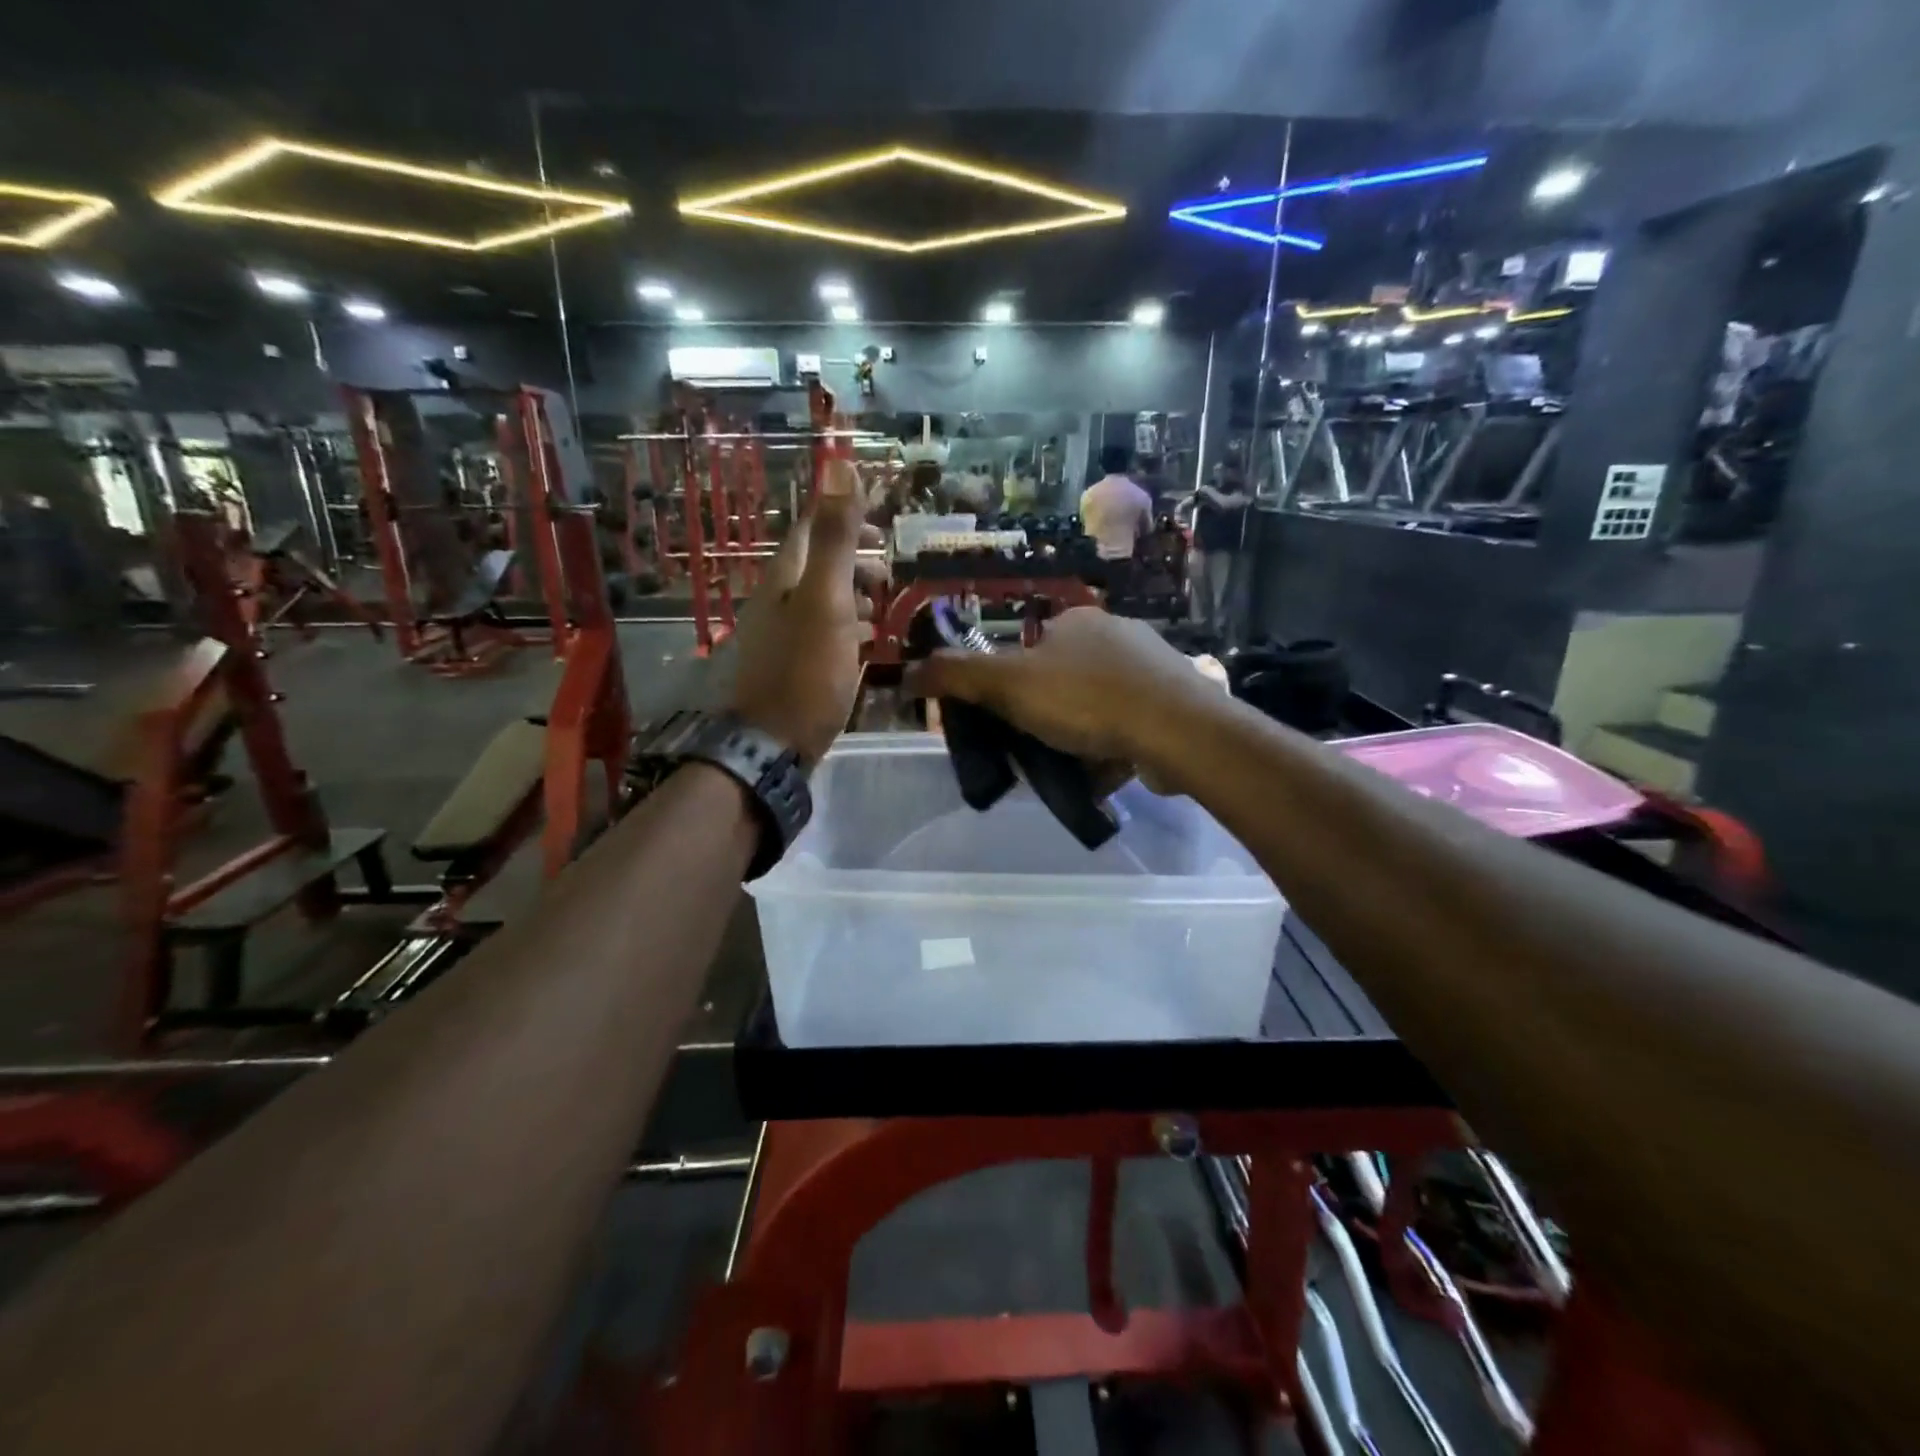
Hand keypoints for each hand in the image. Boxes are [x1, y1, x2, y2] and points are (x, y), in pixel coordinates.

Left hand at [729, 463, 880, 764]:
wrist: (775, 744)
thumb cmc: (806, 671)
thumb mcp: (827, 599)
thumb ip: (835, 538)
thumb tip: (838, 465)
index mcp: (784, 578)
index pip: (812, 530)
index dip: (845, 519)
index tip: (883, 529)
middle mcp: (777, 600)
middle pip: (817, 565)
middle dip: (855, 560)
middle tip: (889, 571)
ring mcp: (782, 635)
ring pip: (821, 600)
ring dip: (853, 595)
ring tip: (884, 606)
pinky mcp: (792, 666)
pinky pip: (822, 632)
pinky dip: (846, 627)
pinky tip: (865, 642)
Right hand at [903, 608, 1219, 782]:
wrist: (1177, 729)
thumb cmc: (1086, 699)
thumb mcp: (1008, 685)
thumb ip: (956, 676)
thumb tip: (907, 672)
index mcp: (1076, 620)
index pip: (1028, 650)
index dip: (1009, 686)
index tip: (1004, 722)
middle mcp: (1116, 634)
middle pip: (1062, 679)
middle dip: (1045, 715)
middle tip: (1034, 749)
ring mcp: (1150, 667)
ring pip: (1096, 704)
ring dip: (1079, 734)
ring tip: (1068, 767)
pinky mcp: (1174, 701)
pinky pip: (1128, 724)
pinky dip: (1111, 746)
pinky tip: (1103, 771)